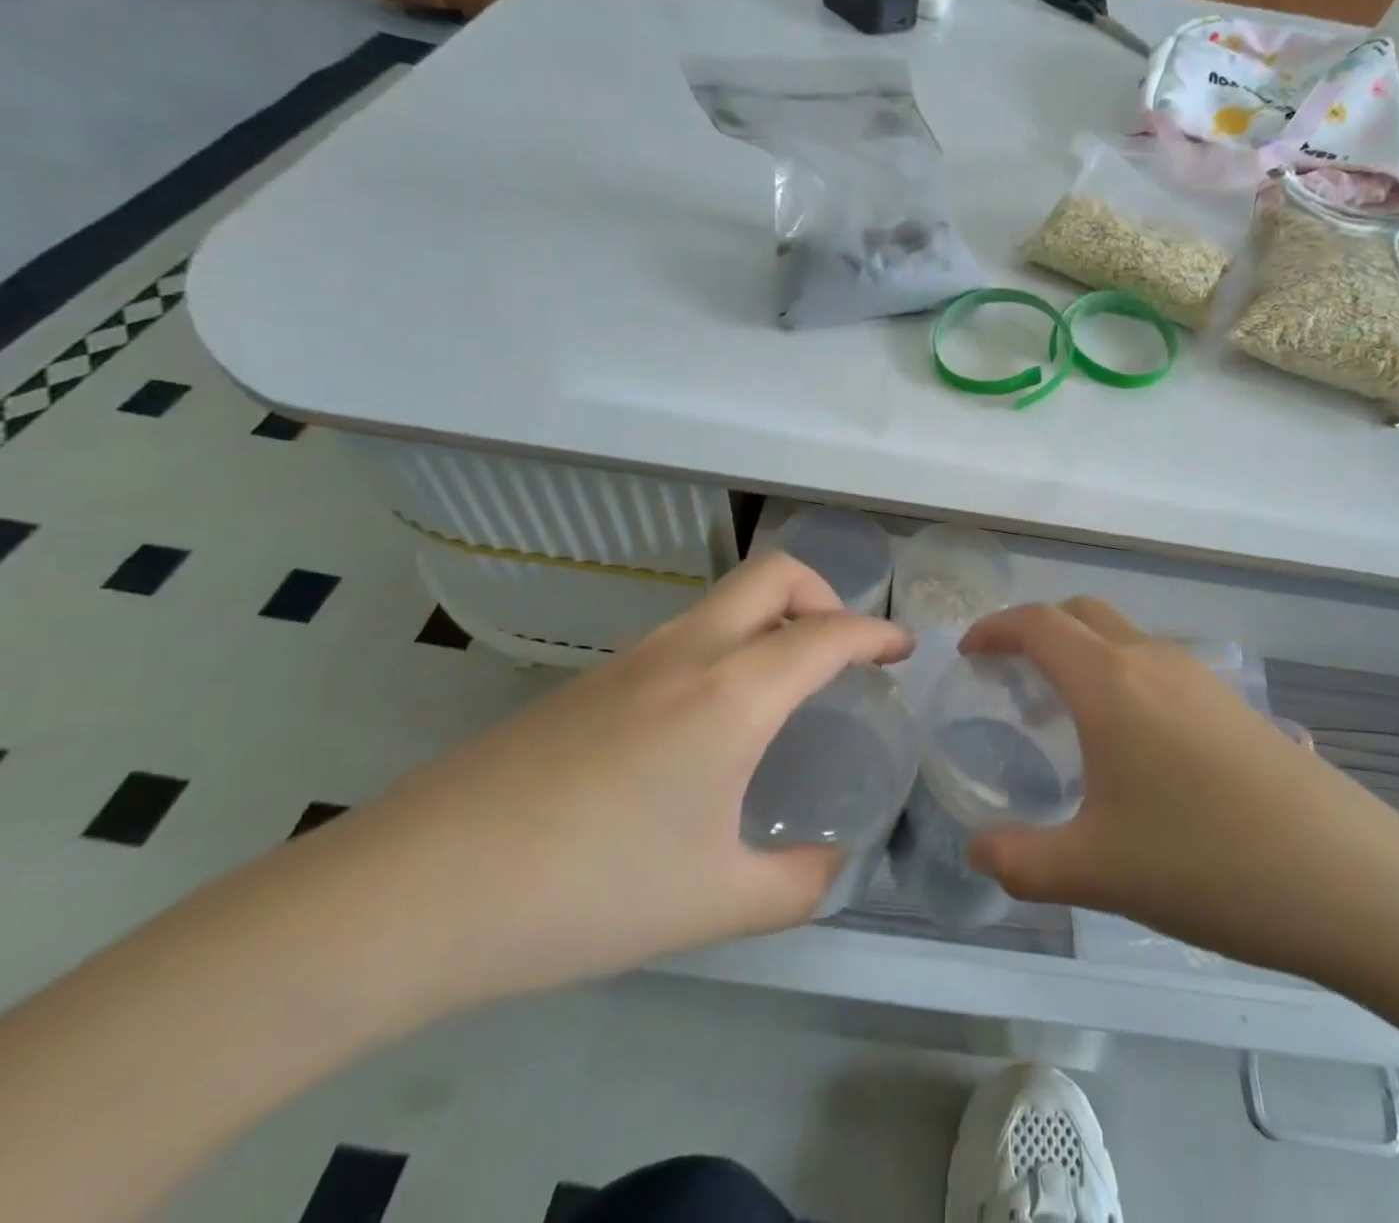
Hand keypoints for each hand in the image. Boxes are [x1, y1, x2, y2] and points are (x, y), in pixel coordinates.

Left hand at [310, 552, 911, 1013]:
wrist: (415, 892)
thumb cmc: (587, 890)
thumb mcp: (714, 902)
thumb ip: (797, 885)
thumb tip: (833, 868)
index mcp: (731, 693)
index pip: (827, 634)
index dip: (876, 634)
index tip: (903, 650)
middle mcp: (686, 652)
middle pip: (773, 575)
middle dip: (824, 593)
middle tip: (842, 647)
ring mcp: (629, 658)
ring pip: (722, 600)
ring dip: (770, 619)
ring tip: (783, 685)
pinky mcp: (588, 681)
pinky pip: (682, 635)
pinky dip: (725, 647)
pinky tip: (708, 720)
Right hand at [960, 598, 1398, 982]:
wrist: (1352, 880)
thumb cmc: (1207, 862)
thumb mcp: (1096, 872)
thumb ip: (1020, 860)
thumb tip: (976, 852)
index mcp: (1110, 682)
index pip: (1037, 624)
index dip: (994, 629)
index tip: (968, 653)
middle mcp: (1153, 661)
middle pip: (1081, 614)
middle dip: (1036, 631)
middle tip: (1011, 678)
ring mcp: (1201, 678)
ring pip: (1123, 638)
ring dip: (1083, 655)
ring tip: (1065, 716)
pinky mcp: (1234, 704)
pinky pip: (1158, 667)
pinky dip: (1121, 678)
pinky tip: (1131, 745)